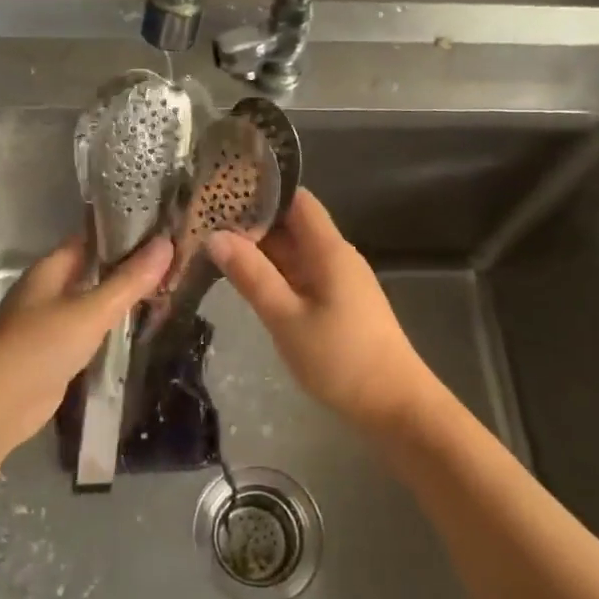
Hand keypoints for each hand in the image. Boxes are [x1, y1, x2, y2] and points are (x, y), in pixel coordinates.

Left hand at [0, 235, 171, 457]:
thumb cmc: (39, 347)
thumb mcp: (90, 311)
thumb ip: (128, 281)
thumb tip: (166, 243)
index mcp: (51, 268)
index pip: (92, 238)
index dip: (125, 232)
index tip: (164, 229)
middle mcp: (49, 289)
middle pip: (94, 269)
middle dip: (130, 266)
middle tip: (176, 261)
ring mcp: (51, 322)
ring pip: (94, 300)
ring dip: (123, 297)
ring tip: (168, 289)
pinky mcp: (57, 352)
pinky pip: (90, 330)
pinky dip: (113, 326)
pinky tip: (140, 327)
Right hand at [208, 189, 437, 431]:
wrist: (395, 406)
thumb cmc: (341, 359)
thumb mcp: (286, 318)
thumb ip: (252, 275)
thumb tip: (216, 236)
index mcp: (329, 250)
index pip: (296, 200)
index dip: (262, 192)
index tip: (221, 192)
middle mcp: (336, 257)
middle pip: (292, 226)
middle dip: (251, 223)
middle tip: (203, 222)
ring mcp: (338, 282)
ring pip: (294, 253)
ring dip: (259, 251)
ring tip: (213, 247)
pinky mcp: (338, 304)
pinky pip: (300, 276)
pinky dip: (273, 274)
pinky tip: (245, 280)